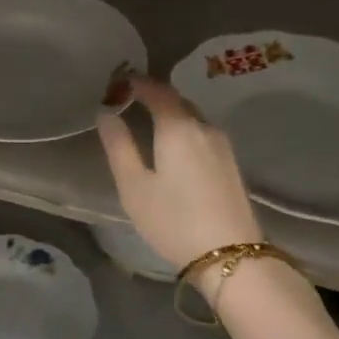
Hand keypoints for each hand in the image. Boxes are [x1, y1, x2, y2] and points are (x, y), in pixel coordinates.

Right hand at [97, 76, 263, 270]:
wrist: (230, 256)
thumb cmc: (173, 220)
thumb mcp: (134, 186)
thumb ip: (119, 146)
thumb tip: (106, 113)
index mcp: (178, 127)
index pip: (157, 90)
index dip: (136, 83)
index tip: (118, 83)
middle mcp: (204, 126)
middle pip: (177, 101)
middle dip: (154, 96)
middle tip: (129, 102)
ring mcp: (222, 145)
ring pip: (193, 117)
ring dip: (171, 114)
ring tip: (148, 124)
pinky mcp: (231, 163)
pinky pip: (202, 133)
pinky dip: (184, 130)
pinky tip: (173, 148)